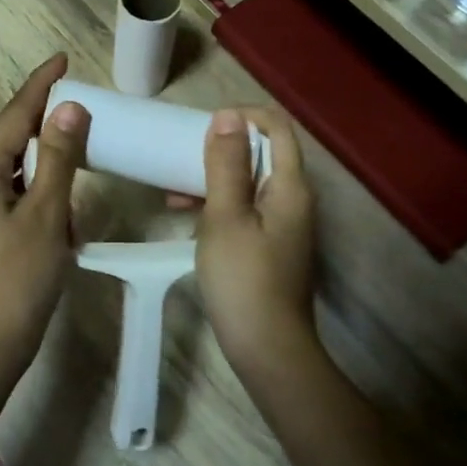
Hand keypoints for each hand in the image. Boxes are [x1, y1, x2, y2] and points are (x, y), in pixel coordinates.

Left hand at [0, 54, 89, 373]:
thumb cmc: (17, 278)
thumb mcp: (46, 215)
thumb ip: (59, 158)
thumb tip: (68, 109)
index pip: (14, 116)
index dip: (40, 85)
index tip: (61, 58)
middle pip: (9, 141)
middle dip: (44, 126)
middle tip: (80, 110)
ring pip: (9, 171)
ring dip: (42, 165)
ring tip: (76, 158)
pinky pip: (6, 196)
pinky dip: (33, 192)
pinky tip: (57, 206)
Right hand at [194, 107, 318, 381]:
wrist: (267, 349)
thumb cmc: (244, 279)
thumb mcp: (226, 217)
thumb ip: (227, 164)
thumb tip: (227, 116)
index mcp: (290, 186)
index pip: (277, 127)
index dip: (243, 117)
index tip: (204, 127)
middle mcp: (293, 198)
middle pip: (263, 151)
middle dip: (222, 147)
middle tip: (183, 153)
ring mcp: (283, 223)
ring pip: (249, 180)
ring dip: (213, 176)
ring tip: (173, 187)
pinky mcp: (270, 244)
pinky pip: (245, 206)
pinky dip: (218, 202)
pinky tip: (185, 212)